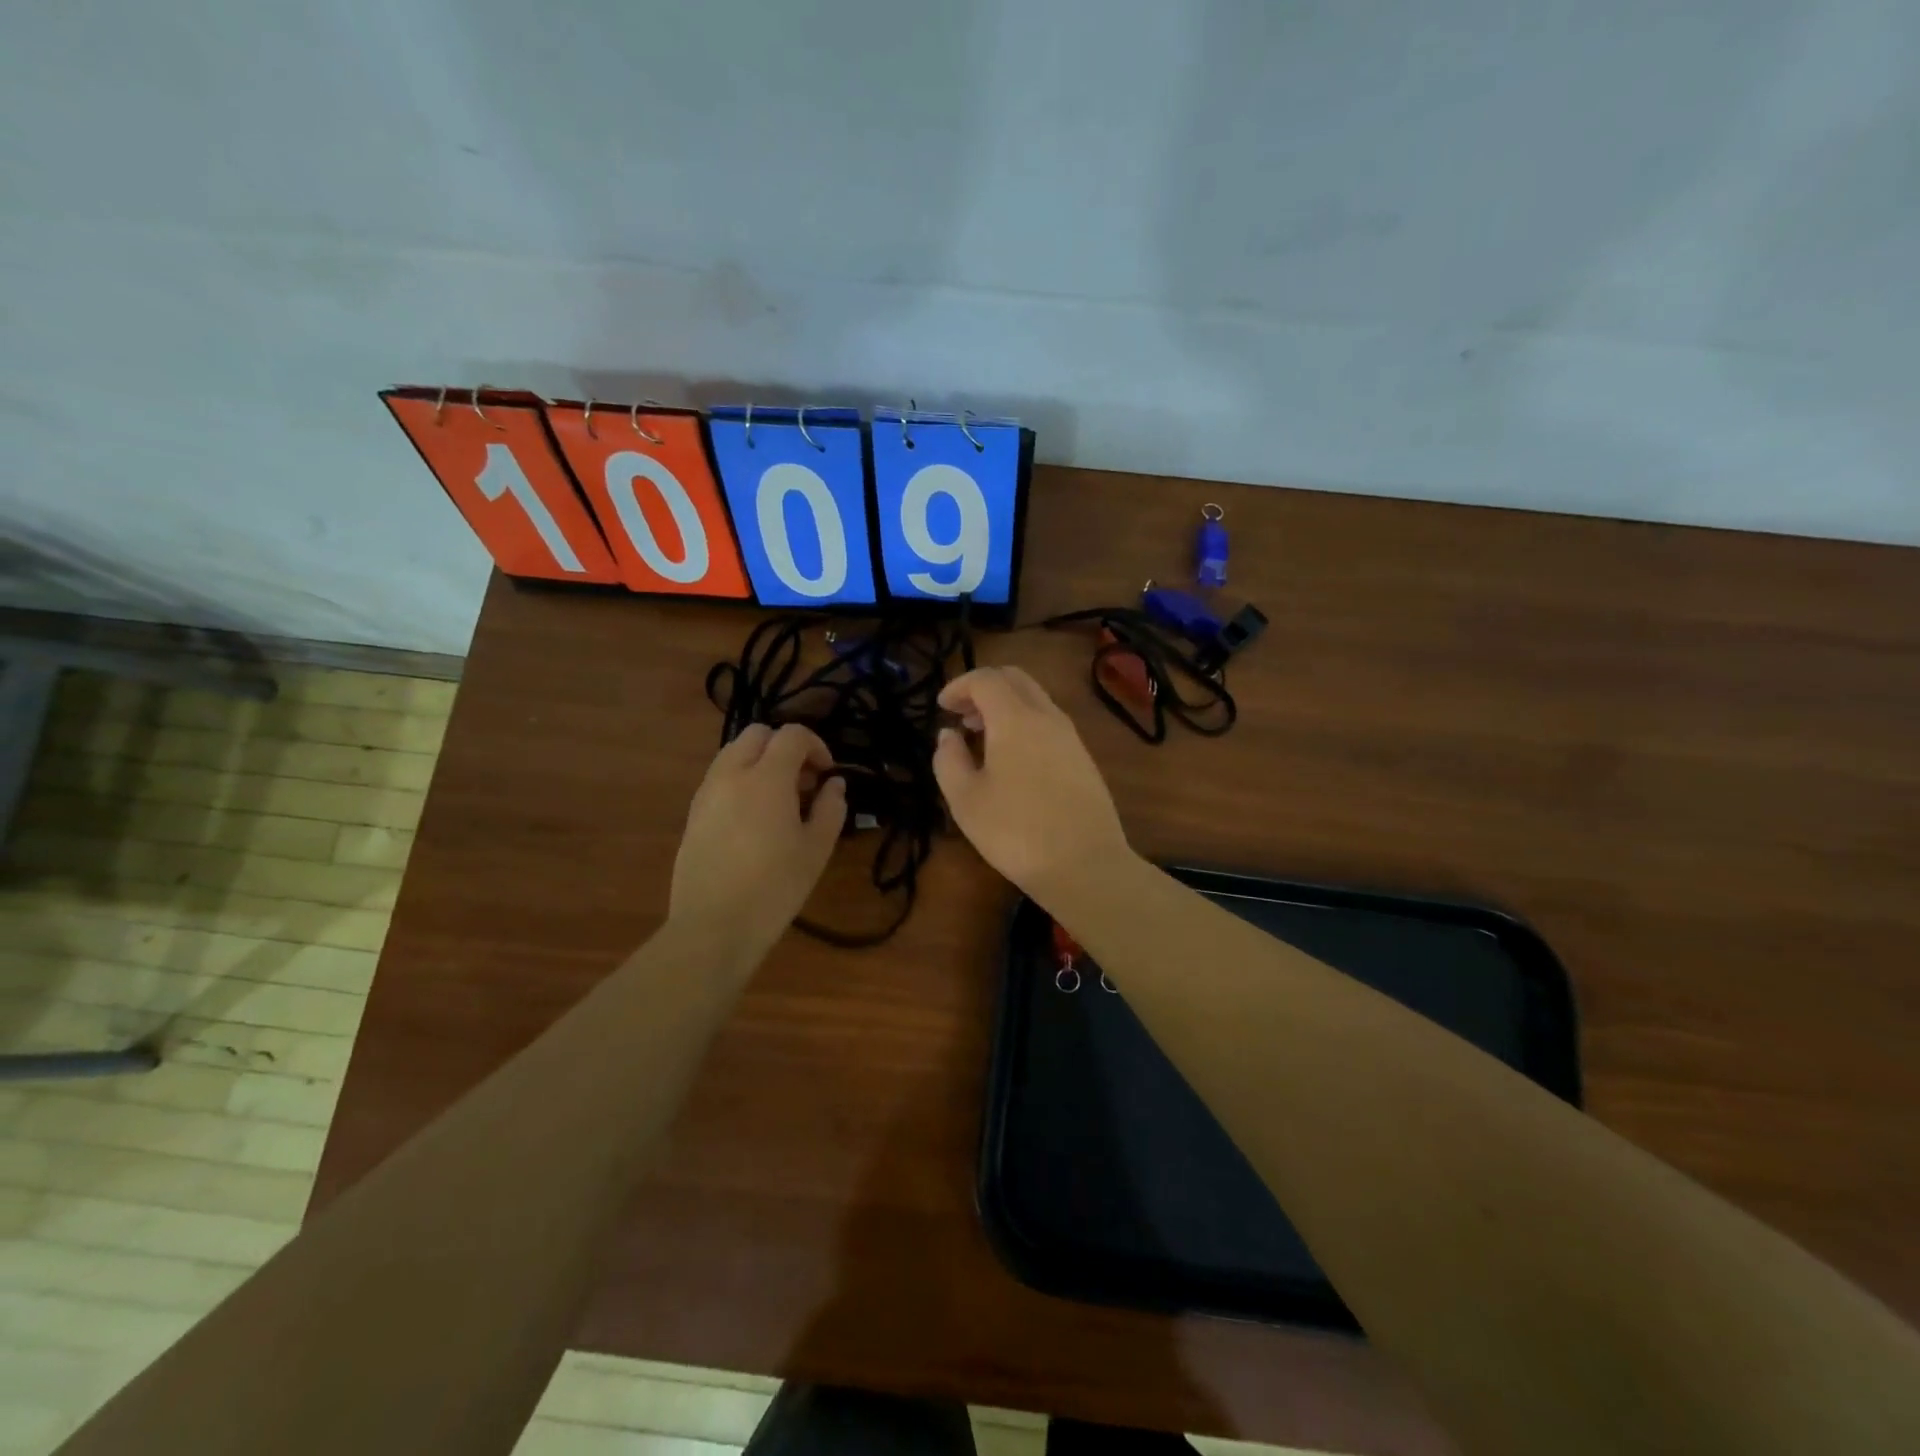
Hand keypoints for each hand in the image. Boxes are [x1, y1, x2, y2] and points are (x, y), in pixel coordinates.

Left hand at [670, 723, 846, 955]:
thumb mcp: (816, 850)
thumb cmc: (774, 887)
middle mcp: (731, 774)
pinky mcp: (692, 814)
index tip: (827, 774)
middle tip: (803, 781)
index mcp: (767, 778)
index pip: (792, 735)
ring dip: (760, 762)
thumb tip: (834, 785)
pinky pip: (719, 779)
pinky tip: (754, 819)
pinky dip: (741, 781)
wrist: (713, 926)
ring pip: (734, 753)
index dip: (816, 745)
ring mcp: (706, 793)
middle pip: (757, 734)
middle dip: (784, 747)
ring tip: (779, 800)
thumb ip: (830, 808)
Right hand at [933, 666, 1132, 899]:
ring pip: (1035, 698)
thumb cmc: (1016, 832)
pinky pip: (1049, 721)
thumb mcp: (966, 800)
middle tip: (961, 714)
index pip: (985, 679)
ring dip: (1005, 705)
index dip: (959, 686)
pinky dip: (1024, 722)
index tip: (941, 706)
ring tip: (981, 736)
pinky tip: (1012, 758)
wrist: (1086, 865)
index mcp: (1015, 718)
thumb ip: (948, 759)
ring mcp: (1071, 736)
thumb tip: (948, 735)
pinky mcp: (1083, 757)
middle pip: (1015, 679)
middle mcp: (1047, 716)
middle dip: (984, 688)